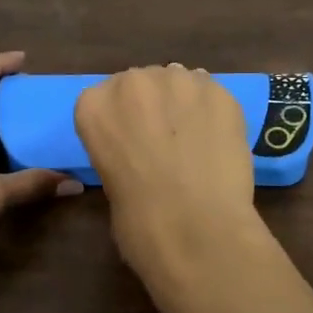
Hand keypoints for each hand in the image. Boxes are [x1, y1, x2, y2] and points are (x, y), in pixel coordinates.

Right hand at [74, 65, 265, 312]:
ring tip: (196, 141)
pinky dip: (214, 114)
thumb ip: (121, 150)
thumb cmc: (139, 222)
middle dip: (152, 106)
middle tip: (166, 141)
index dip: (122, 120)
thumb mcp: (109, 183)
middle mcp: (133, 82)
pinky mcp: (219, 92)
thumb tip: (144, 151)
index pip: (103, 98)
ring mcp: (179, 81)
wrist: (196, 230)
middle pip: (142, 82)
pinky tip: (218, 142)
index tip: (132, 142)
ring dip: (184, 105)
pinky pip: (213, 94)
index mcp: (94, 106)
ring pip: (180, 82)